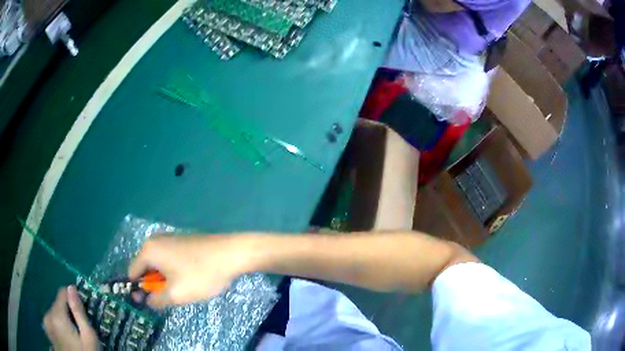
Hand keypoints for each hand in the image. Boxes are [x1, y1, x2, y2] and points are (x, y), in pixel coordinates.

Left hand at [43, 286, 99, 350]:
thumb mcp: (89, 337)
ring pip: (54, 313)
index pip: (62, 293)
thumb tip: (71, 288)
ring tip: (73, 336)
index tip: (82, 310)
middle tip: (80, 329)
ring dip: (63, 319)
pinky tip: (65, 338)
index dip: (73, 299)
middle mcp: (48, 315)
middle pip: (58, 304)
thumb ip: (79, 312)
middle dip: (68, 312)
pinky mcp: (47, 331)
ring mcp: (46, 323)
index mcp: (57, 315)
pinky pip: (51, 321)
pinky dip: (58, 325)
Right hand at [128, 235, 256, 308]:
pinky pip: (171, 259)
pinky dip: (176, 272)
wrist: (233, 253)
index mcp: (148, 249)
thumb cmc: (201, 274)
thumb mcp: (176, 294)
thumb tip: (147, 300)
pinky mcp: (183, 240)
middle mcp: (155, 240)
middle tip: (173, 296)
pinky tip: (192, 277)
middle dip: (155, 285)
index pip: (133, 272)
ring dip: (167, 280)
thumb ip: (156, 300)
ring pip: (160, 265)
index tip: (151, 302)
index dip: (138, 290)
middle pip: (146, 268)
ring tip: (185, 288)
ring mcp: (170, 237)